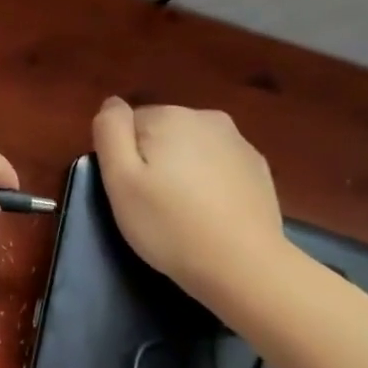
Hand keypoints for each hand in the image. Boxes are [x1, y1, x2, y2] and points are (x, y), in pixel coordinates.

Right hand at [92, 97, 290, 306]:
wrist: (240, 264)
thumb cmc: (168, 224)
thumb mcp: (119, 180)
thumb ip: (110, 132)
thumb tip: (111, 103)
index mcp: (169, 116)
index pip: (128, 124)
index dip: (122, 158)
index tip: (129, 191)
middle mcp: (206, 117)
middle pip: (161, 133)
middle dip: (152, 160)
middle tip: (150, 204)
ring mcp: (238, 141)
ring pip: (191, 148)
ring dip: (181, 170)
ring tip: (180, 211)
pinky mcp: (257, 167)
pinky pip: (218, 165)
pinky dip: (208, 182)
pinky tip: (208, 213)